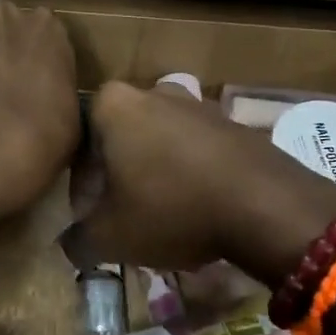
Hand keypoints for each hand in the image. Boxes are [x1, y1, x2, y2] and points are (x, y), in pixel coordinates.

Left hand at [0, 0, 79, 217]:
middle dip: (1, 53)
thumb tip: (51, 112)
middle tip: (0, 93)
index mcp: (48, 30)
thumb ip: (60, 102)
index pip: (46, 37)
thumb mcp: (71, 123)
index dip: (38, 64)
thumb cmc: (42, 133)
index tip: (35, 90)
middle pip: (4, 29)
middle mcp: (6, 16)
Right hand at [73, 83, 335, 281]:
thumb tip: (69, 243)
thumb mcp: (110, 237)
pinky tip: (197, 208)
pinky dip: (189, 172)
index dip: (82, 186)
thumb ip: (77, 239)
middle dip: (118, 175)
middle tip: (123, 215)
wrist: (266, 205)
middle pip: (120, 138)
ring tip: (162, 215)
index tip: (92, 216)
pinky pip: (195, 147)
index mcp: (113, 105)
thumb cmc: (172, 209)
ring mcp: (196, 102)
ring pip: (158, 141)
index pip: (80, 144)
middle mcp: (152, 91)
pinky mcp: (230, 121)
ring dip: (154, 173)